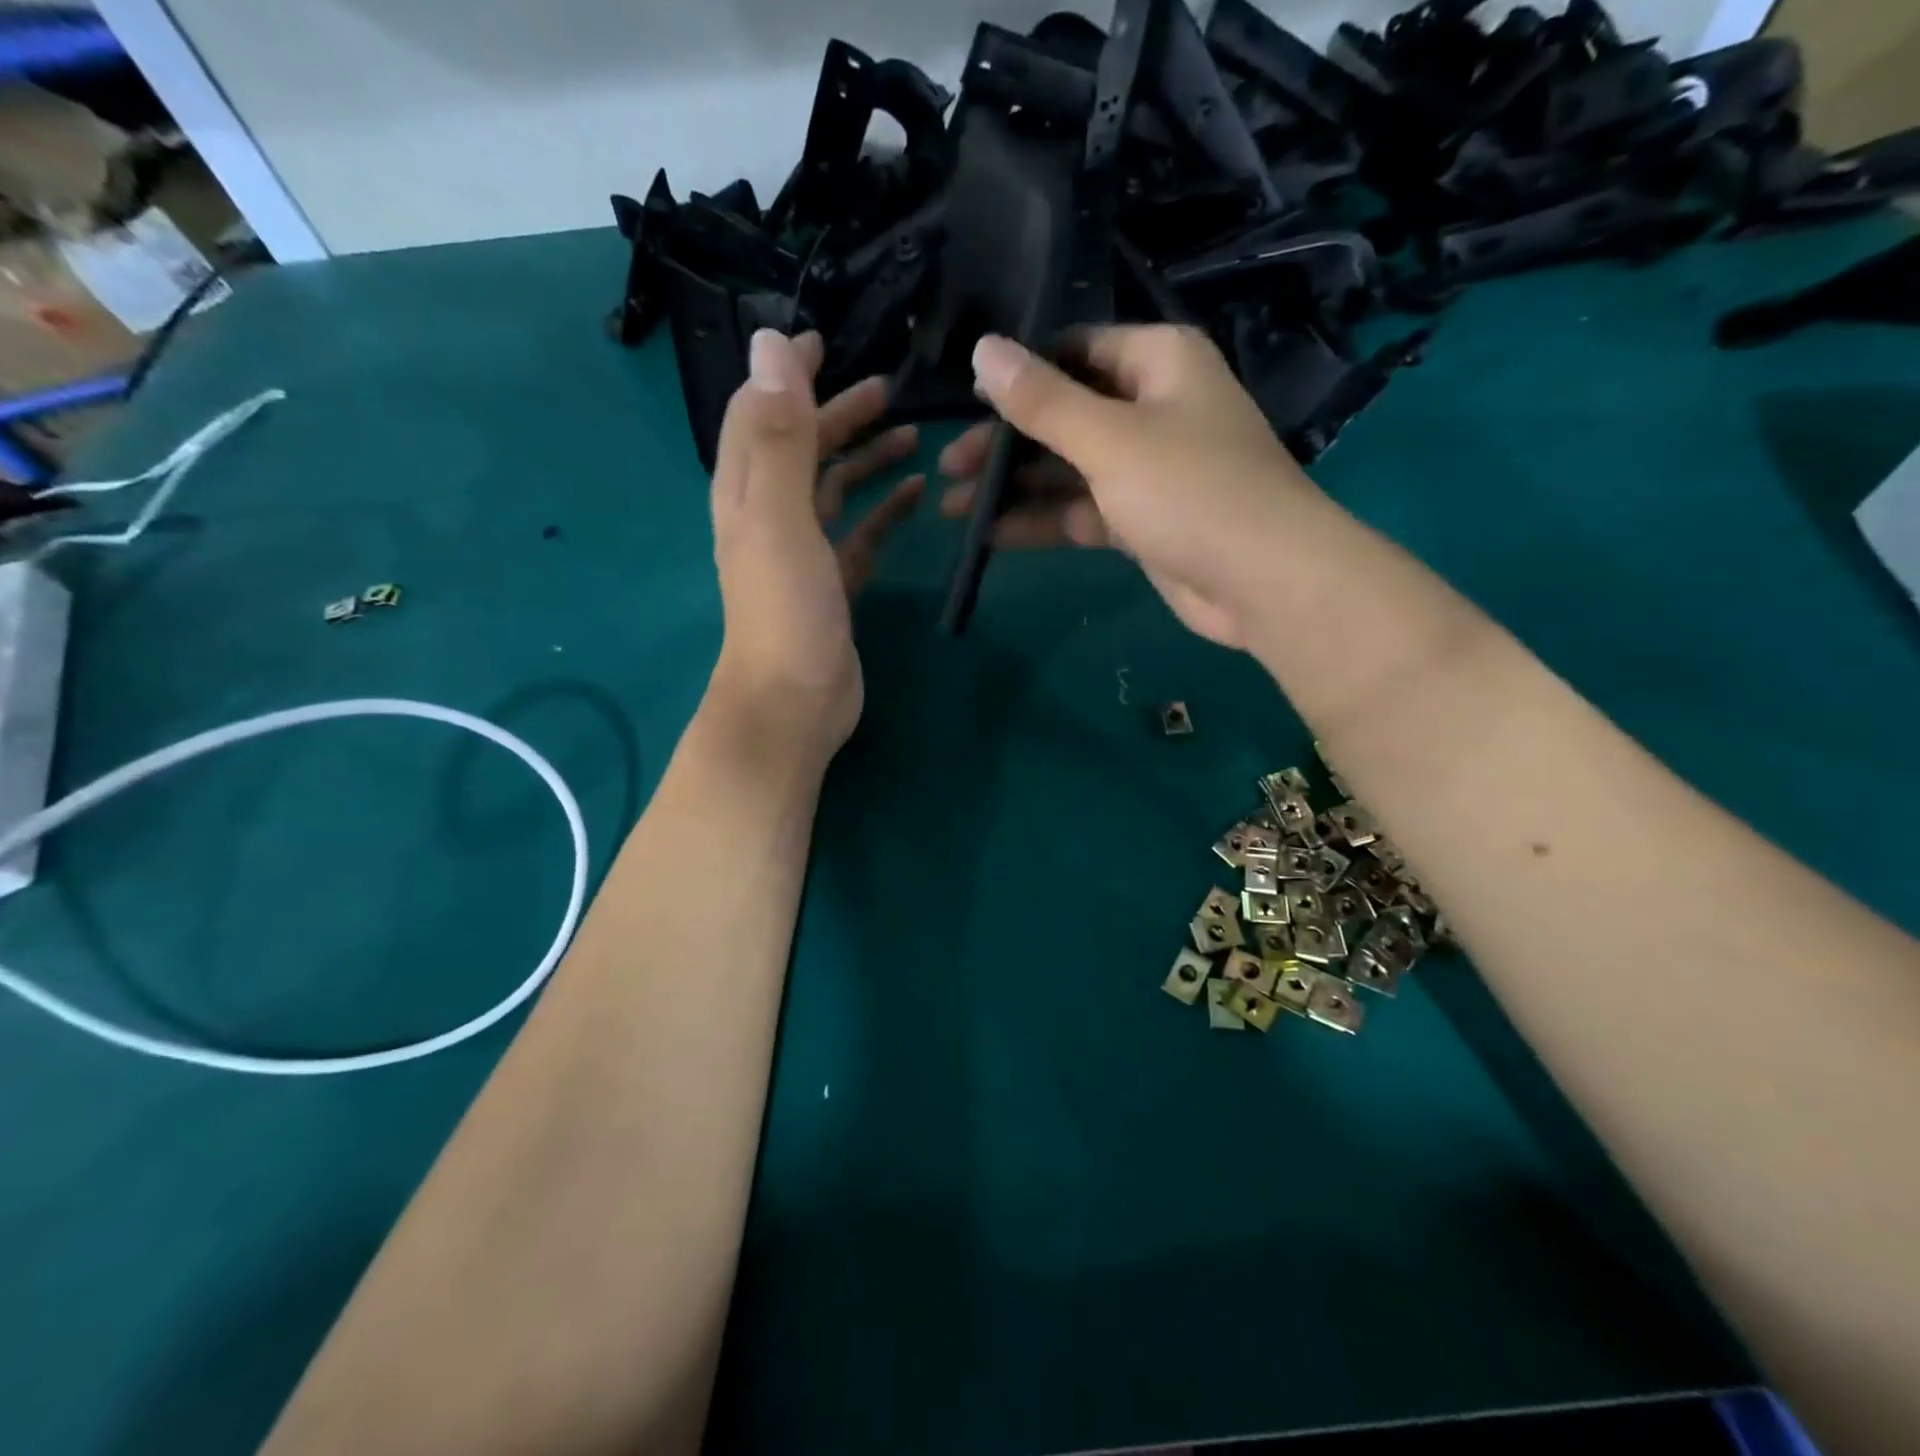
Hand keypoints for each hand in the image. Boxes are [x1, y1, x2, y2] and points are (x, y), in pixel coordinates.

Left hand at [708, 329, 922, 758]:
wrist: (794, 702)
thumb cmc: (786, 610)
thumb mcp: (780, 516)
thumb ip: (780, 435)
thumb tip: (772, 344)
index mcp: (748, 492)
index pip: (760, 414)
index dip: (786, 374)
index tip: (822, 339)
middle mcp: (770, 516)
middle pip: (802, 448)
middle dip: (838, 413)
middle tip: (888, 387)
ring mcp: (803, 553)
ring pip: (834, 490)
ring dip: (866, 459)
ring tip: (911, 435)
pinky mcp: (833, 585)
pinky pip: (860, 534)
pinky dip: (884, 511)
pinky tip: (916, 495)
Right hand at [941, 325, 1321, 647]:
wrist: (1263, 581)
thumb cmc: (1190, 490)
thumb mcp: (1109, 438)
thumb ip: (1043, 400)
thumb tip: (983, 349)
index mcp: (1158, 362)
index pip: (1075, 350)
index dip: (1019, 373)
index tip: (965, 400)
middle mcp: (1153, 407)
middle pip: (1065, 413)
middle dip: (1006, 441)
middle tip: (948, 465)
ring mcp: (1148, 468)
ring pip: (1068, 468)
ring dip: (1015, 487)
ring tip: (951, 505)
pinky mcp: (1142, 520)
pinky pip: (1081, 510)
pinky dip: (1041, 521)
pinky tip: (989, 535)